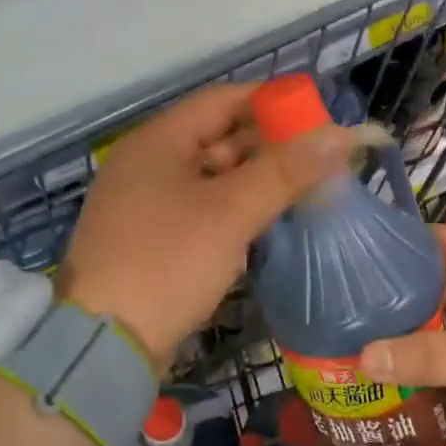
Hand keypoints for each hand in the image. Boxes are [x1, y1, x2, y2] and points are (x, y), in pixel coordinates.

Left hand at [59, 83, 355, 365]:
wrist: (104, 345)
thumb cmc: (167, 263)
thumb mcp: (230, 212)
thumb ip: (285, 171)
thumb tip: (342, 135)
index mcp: (157, 141)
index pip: (223, 100)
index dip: (272, 103)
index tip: (318, 117)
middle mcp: (148, 164)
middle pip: (219, 138)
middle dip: (270, 146)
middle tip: (322, 159)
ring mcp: (147, 204)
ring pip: (213, 177)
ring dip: (257, 180)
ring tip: (307, 189)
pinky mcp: (152, 240)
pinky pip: (203, 209)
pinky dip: (236, 210)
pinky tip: (270, 221)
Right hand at [361, 224, 445, 445]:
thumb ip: (431, 356)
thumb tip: (362, 356)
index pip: (441, 240)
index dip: (402, 244)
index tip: (358, 260)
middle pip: (438, 281)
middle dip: (398, 294)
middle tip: (352, 310)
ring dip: (414, 331)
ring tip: (367, 341)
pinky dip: (433, 360)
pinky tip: (403, 375)